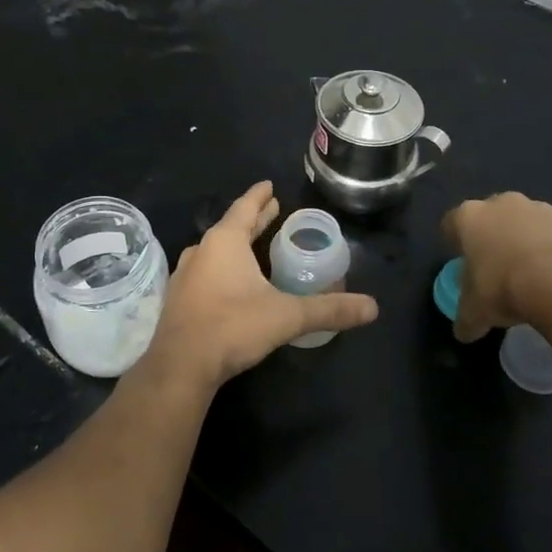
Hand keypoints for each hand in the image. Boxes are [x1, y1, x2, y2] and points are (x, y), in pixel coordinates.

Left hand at [143, 182, 377, 391]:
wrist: (181, 365)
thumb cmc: (233, 326)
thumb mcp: (286, 316)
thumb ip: (328, 310)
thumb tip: (372, 308)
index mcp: (224, 242)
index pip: (245, 208)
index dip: (259, 196)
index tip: (269, 185)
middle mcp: (202, 251)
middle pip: (231, 226)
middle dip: (253, 218)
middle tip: (271, 209)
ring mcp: (186, 275)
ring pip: (216, 250)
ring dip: (236, 243)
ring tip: (253, 243)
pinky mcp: (179, 299)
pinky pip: (206, 271)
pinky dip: (223, 267)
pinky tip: (231, 280)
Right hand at [441, 192, 551, 343]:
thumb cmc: (503, 288)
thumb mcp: (475, 312)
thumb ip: (466, 319)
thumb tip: (463, 332)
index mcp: (470, 217)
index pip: (452, 222)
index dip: (455, 241)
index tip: (462, 260)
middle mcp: (502, 204)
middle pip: (491, 216)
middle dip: (493, 237)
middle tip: (496, 267)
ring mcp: (540, 209)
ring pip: (526, 222)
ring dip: (526, 241)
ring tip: (532, 274)